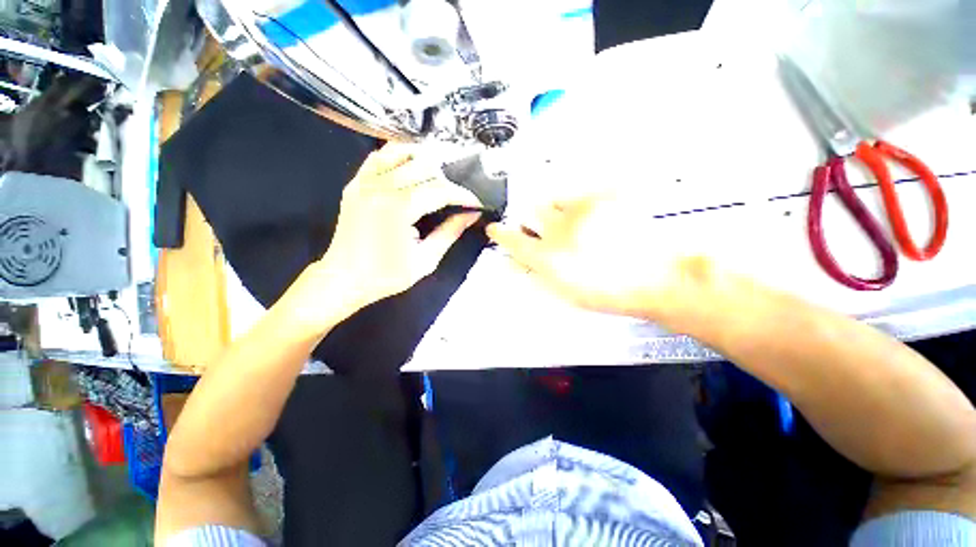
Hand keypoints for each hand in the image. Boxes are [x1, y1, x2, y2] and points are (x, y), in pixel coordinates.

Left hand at [284, 144, 482, 330]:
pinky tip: (412, 166)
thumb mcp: (425, 260)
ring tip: (439, 177)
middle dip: (448, 180)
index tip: (476, 203)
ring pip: (402, 153)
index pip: (440, 190)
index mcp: (398, 209)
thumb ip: (449, 233)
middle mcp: (381, 188)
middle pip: (425, 167)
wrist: (344, 278)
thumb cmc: (386, 275)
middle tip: (458, 196)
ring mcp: (365, 182)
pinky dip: (399, 156)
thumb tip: (471, 215)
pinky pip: (379, 156)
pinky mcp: (356, 183)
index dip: (463, 195)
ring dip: (426, 161)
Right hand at [486, 195, 718, 320]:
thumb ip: (533, 274)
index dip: (500, 233)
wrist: (656, 278)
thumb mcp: (562, 292)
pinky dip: (577, 206)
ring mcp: (581, 211)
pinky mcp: (603, 198)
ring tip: (572, 225)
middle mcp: (558, 231)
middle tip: (545, 231)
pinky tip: (593, 220)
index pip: (511, 240)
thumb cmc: (607, 293)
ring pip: (551, 200)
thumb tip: (511, 262)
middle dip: (531, 220)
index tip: (494, 228)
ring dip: (554, 212)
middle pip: (529, 212)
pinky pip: (577, 194)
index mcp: (547, 258)